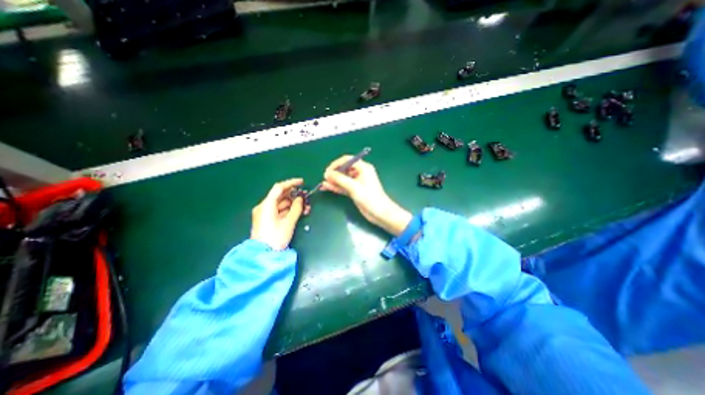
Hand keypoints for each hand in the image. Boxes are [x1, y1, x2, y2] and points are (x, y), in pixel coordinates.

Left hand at [252, 178, 308, 248]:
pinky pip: (279, 210)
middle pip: (280, 196)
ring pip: (281, 204)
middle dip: (294, 195)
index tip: (302, 182)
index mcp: (267, 205)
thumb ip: (296, 208)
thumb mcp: (288, 223)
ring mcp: (265, 214)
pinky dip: (288, 210)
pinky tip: (298, 212)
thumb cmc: (275, 238)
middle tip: (306, 196)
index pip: (279, 188)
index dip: (291, 183)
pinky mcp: (267, 220)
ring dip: (293, 203)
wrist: (263, 255)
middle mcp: (264, 207)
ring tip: (305, 207)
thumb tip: (300, 199)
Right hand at [322, 157, 414, 235]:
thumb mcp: (354, 187)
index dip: (336, 164)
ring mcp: (357, 182)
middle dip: (334, 173)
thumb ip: (340, 179)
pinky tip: (327, 187)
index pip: (347, 160)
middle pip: (344, 169)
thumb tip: (327, 174)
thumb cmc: (370, 197)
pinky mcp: (355, 191)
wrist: (379, 213)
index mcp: (363, 168)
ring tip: (323, 183)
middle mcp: (360, 173)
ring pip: (343, 178)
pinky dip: (337, 187)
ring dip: (334, 181)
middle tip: (325, 179)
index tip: (328, 171)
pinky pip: (344, 186)